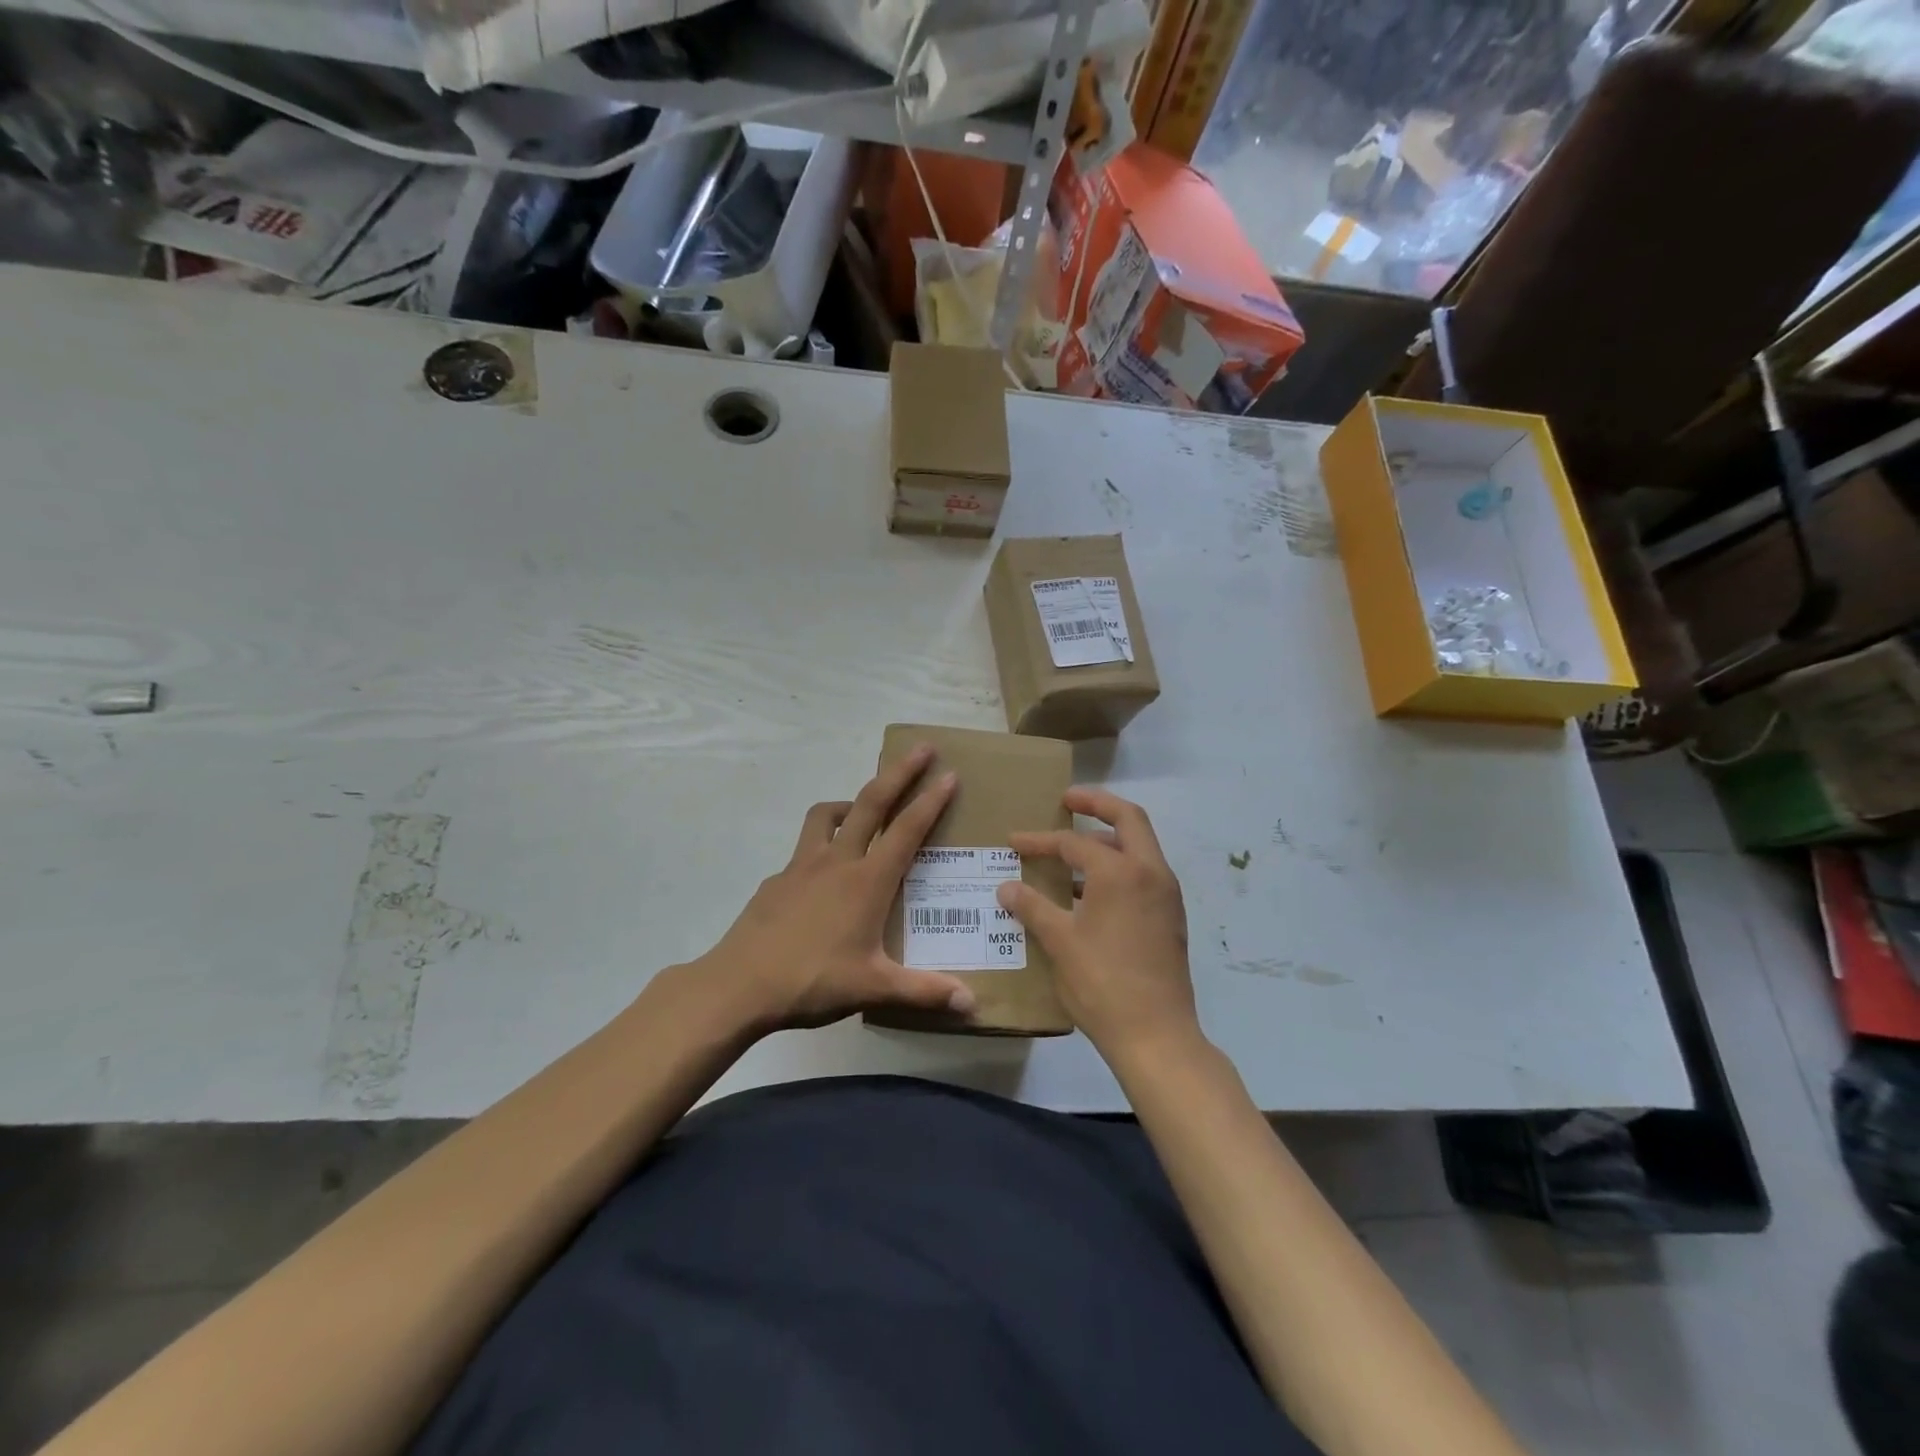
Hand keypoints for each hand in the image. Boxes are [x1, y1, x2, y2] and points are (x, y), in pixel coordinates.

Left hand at [690, 744, 976, 1032]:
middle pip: (871, 802)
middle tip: (922, 749)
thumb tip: (972, 1004)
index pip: (907, 830)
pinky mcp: (777, 878)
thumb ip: (924, 991)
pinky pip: (804, 848)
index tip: (949, 774)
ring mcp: (802, 865)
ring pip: (827, 814)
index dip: (931, 800)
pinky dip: (821, 844)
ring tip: (863, 807)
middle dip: (899, 772)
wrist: (739, 985)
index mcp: (867, 881)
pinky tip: (822, 873)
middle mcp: (837, 860)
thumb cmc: (812, 980)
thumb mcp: (873, 988)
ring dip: (851, 800)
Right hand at [997, 788, 1199, 1063]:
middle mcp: (1151, 872)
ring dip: (1107, 840)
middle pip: (1128, 818)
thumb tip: (1006, 887)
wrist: (1156, 1035)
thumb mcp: (1060, 942)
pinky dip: (1118, 867)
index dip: (1041, 840)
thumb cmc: (1102, 983)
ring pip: (1139, 847)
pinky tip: (1089, 892)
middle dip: (1097, 803)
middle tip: (1068, 799)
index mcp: (1121, 872)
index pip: (1075, 842)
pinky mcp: (1169, 917)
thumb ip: (1032, 907)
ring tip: (1072, 851)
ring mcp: (1166, 895)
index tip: (1014, 841)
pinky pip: (1143, 874)